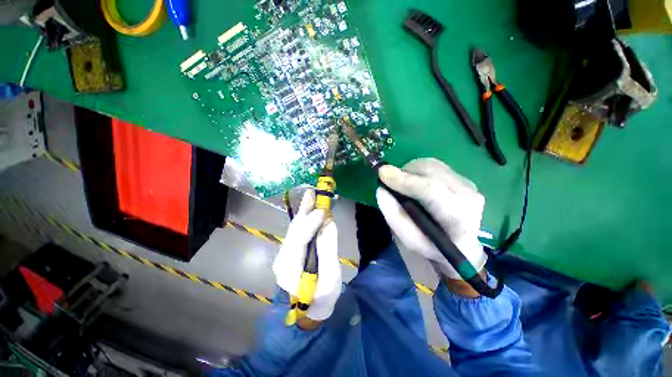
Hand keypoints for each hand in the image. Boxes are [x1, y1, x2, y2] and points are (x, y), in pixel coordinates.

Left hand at [272, 190, 341, 321]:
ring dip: (304, 212)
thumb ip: (328, 249)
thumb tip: (329, 224)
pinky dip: (305, 219)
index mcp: (290, 268)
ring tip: (311, 196)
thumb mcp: (330, 277)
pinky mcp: (291, 251)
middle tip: (313, 192)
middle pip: (295, 230)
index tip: (323, 210)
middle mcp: (283, 257)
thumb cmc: (321, 298)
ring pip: (295, 228)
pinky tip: (310, 210)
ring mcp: (285, 254)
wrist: (308, 311)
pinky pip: (298, 232)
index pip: (299, 239)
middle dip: (305, 211)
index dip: (311, 223)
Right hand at [376, 158, 486, 279]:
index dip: (404, 180)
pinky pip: (434, 165)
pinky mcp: (463, 178)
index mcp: (457, 218)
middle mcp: (468, 196)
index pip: (431, 190)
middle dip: (404, 173)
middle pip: (430, 171)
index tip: (382, 174)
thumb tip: (381, 190)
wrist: (460, 246)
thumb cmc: (433, 247)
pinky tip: (415, 183)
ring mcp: (468, 184)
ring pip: (431, 164)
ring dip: (410, 171)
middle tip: (391, 184)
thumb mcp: (410, 242)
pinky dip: (418, 171)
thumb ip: (395, 217)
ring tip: (403, 186)